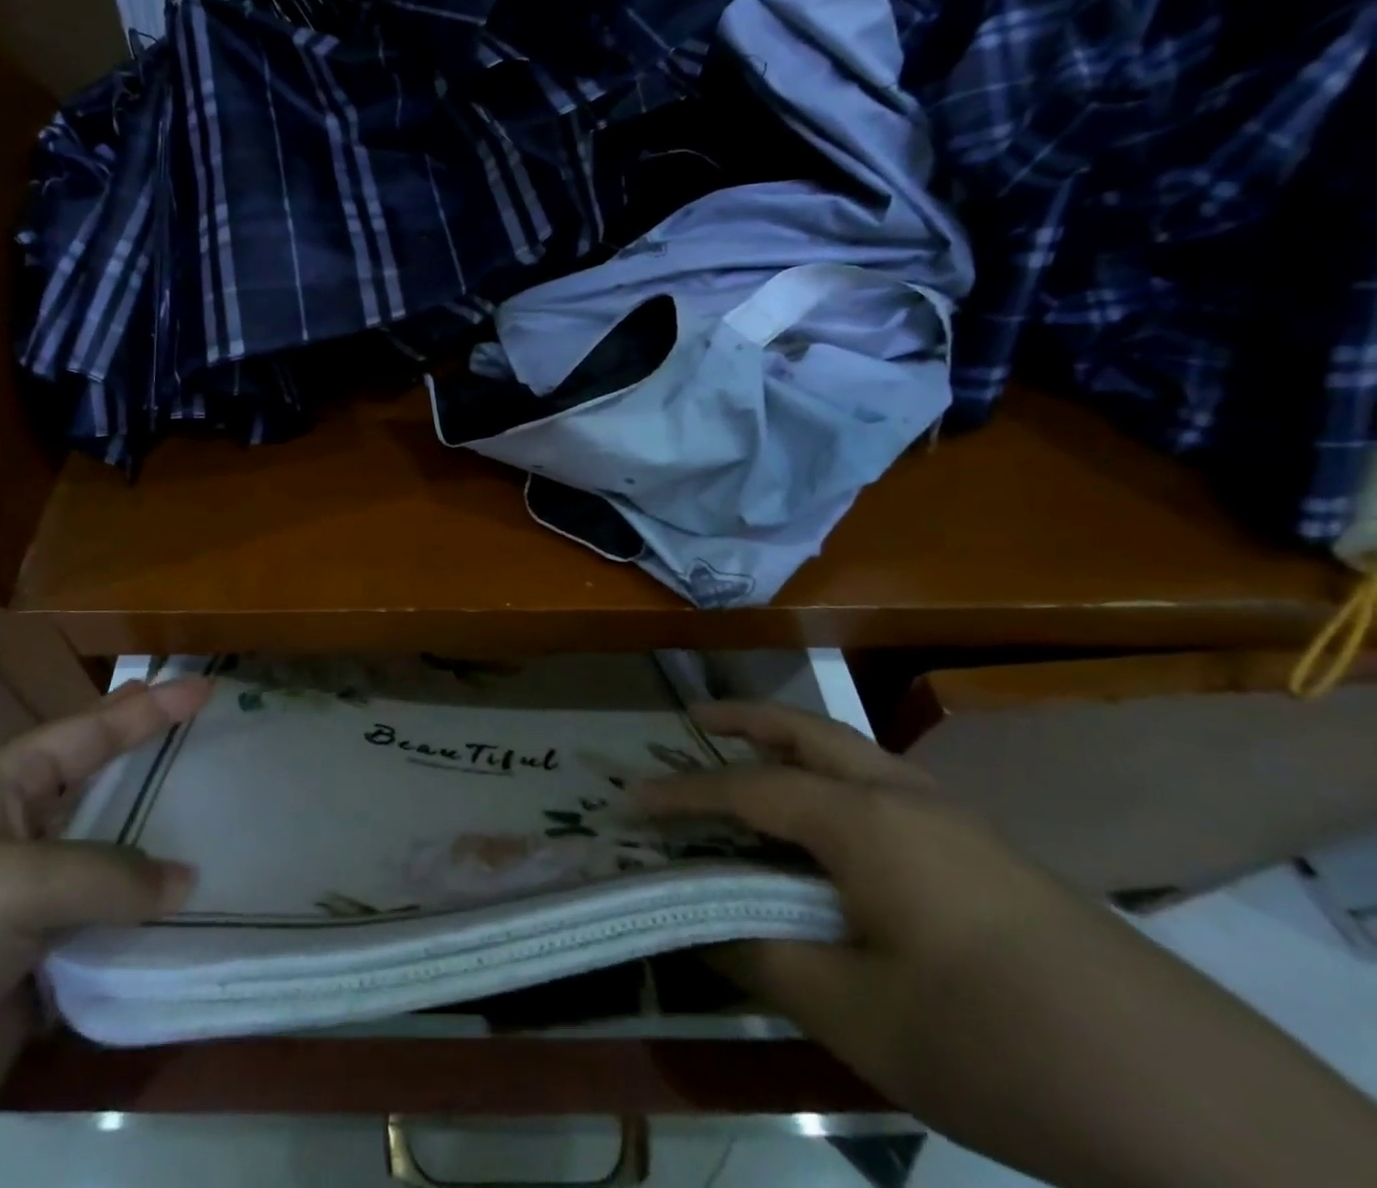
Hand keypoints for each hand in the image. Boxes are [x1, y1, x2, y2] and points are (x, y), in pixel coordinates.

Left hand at [0, 675, 210, 1187]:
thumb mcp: (10, 884)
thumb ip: (108, 874)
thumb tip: (185, 881)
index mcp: (3, 790)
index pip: (90, 733)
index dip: (148, 709)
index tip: (204, 690)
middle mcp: (24, 838)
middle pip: (108, 793)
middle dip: (162, 772)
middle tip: (222, 749)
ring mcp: (33, 906)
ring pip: (118, 867)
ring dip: (166, 857)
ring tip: (232, 831)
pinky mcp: (43, 970)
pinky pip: (112, 933)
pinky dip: (152, 927)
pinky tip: (199, 916)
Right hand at [643, 704, 1376, 1187]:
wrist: (1194, 1103)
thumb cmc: (996, 1044)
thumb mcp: (858, 1015)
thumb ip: (765, 958)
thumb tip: (698, 925)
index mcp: (862, 822)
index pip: (746, 791)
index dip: (682, 795)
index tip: (630, 802)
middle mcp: (903, 796)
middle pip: (806, 731)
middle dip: (743, 721)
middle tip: (693, 722)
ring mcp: (955, 817)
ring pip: (852, 752)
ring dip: (792, 743)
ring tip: (752, 759)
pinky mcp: (989, 849)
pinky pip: (885, 786)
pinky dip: (835, 778)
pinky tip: (835, 826)